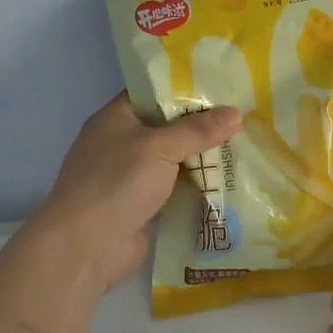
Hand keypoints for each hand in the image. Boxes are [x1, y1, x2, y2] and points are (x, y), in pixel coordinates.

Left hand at [31, 94, 241, 292]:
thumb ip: (198, 130)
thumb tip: (236, 113)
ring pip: (175, 160)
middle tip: (244, 116)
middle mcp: (123, 143)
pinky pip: (177, 189)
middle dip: (203, 125)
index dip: (186, 88)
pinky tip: (231, 182)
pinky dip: (198, 187)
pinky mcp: (144, 206)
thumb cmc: (117, 182)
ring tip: (247, 146)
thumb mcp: (159, 147)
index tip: (223, 86)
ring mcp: (132, 177)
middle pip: (169, 127)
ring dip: (204, 158)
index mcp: (116, 118)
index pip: (154, 93)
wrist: (86, 247)